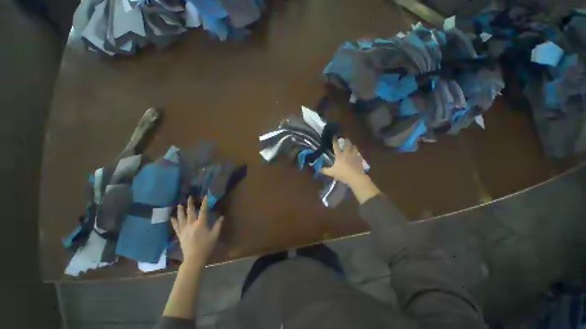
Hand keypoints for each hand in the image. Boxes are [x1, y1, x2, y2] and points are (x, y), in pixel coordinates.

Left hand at [171, 196, 222, 266]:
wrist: (194, 258)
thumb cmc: (206, 246)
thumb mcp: (215, 235)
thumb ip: (218, 225)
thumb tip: (221, 216)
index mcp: (201, 223)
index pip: (203, 211)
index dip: (205, 203)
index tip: (205, 196)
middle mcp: (191, 224)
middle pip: (190, 212)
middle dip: (190, 204)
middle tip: (189, 197)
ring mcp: (184, 229)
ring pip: (181, 218)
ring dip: (180, 211)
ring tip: (179, 204)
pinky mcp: (180, 235)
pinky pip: (176, 227)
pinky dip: (174, 221)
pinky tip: (172, 217)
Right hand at [321, 138, 379, 203]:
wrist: (355, 177)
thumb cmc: (342, 174)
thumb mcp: (331, 173)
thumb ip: (324, 170)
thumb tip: (318, 169)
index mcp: (339, 155)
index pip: (336, 146)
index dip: (334, 140)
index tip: (334, 136)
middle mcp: (347, 153)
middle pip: (347, 144)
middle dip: (346, 140)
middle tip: (346, 138)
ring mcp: (354, 156)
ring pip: (354, 147)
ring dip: (353, 145)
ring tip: (352, 145)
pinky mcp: (359, 160)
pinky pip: (359, 155)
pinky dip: (358, 154)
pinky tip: (357, 155)